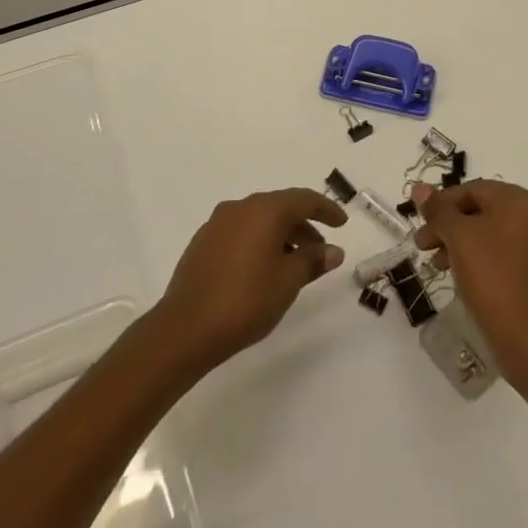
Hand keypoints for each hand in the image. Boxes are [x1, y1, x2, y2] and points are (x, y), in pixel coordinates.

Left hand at [151, 188, 347, 372]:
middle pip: (280, 207)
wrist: (185, 328)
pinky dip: (258, 242)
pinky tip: (263, 269)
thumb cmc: (245, 301)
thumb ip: (312, 261)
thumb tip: (332, 250)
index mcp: (264, 210)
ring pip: (259, 220)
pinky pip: (240, 232)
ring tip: (293, 264)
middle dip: (303, 226)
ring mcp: (217, 223)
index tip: (342, 223)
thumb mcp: (288, 282)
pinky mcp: (203, 242)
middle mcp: (240, 208)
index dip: (326, 209)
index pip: (303, 199)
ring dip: (281, 236)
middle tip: (320, 250)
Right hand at [411, 179, 527, 380]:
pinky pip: (496, 252)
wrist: (525, 334)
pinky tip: (455, 274)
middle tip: (421, 244)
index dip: (441, 204)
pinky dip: (473, 257)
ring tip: (435, 264)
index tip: (420, 222)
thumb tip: (419, 188)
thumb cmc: (490, 274)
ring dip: (456, 243)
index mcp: (518, 200)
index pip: (472, 190)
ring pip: (485, 233)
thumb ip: (438, 210)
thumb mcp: (458, 236)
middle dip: (446, 225)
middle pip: (478, 210)